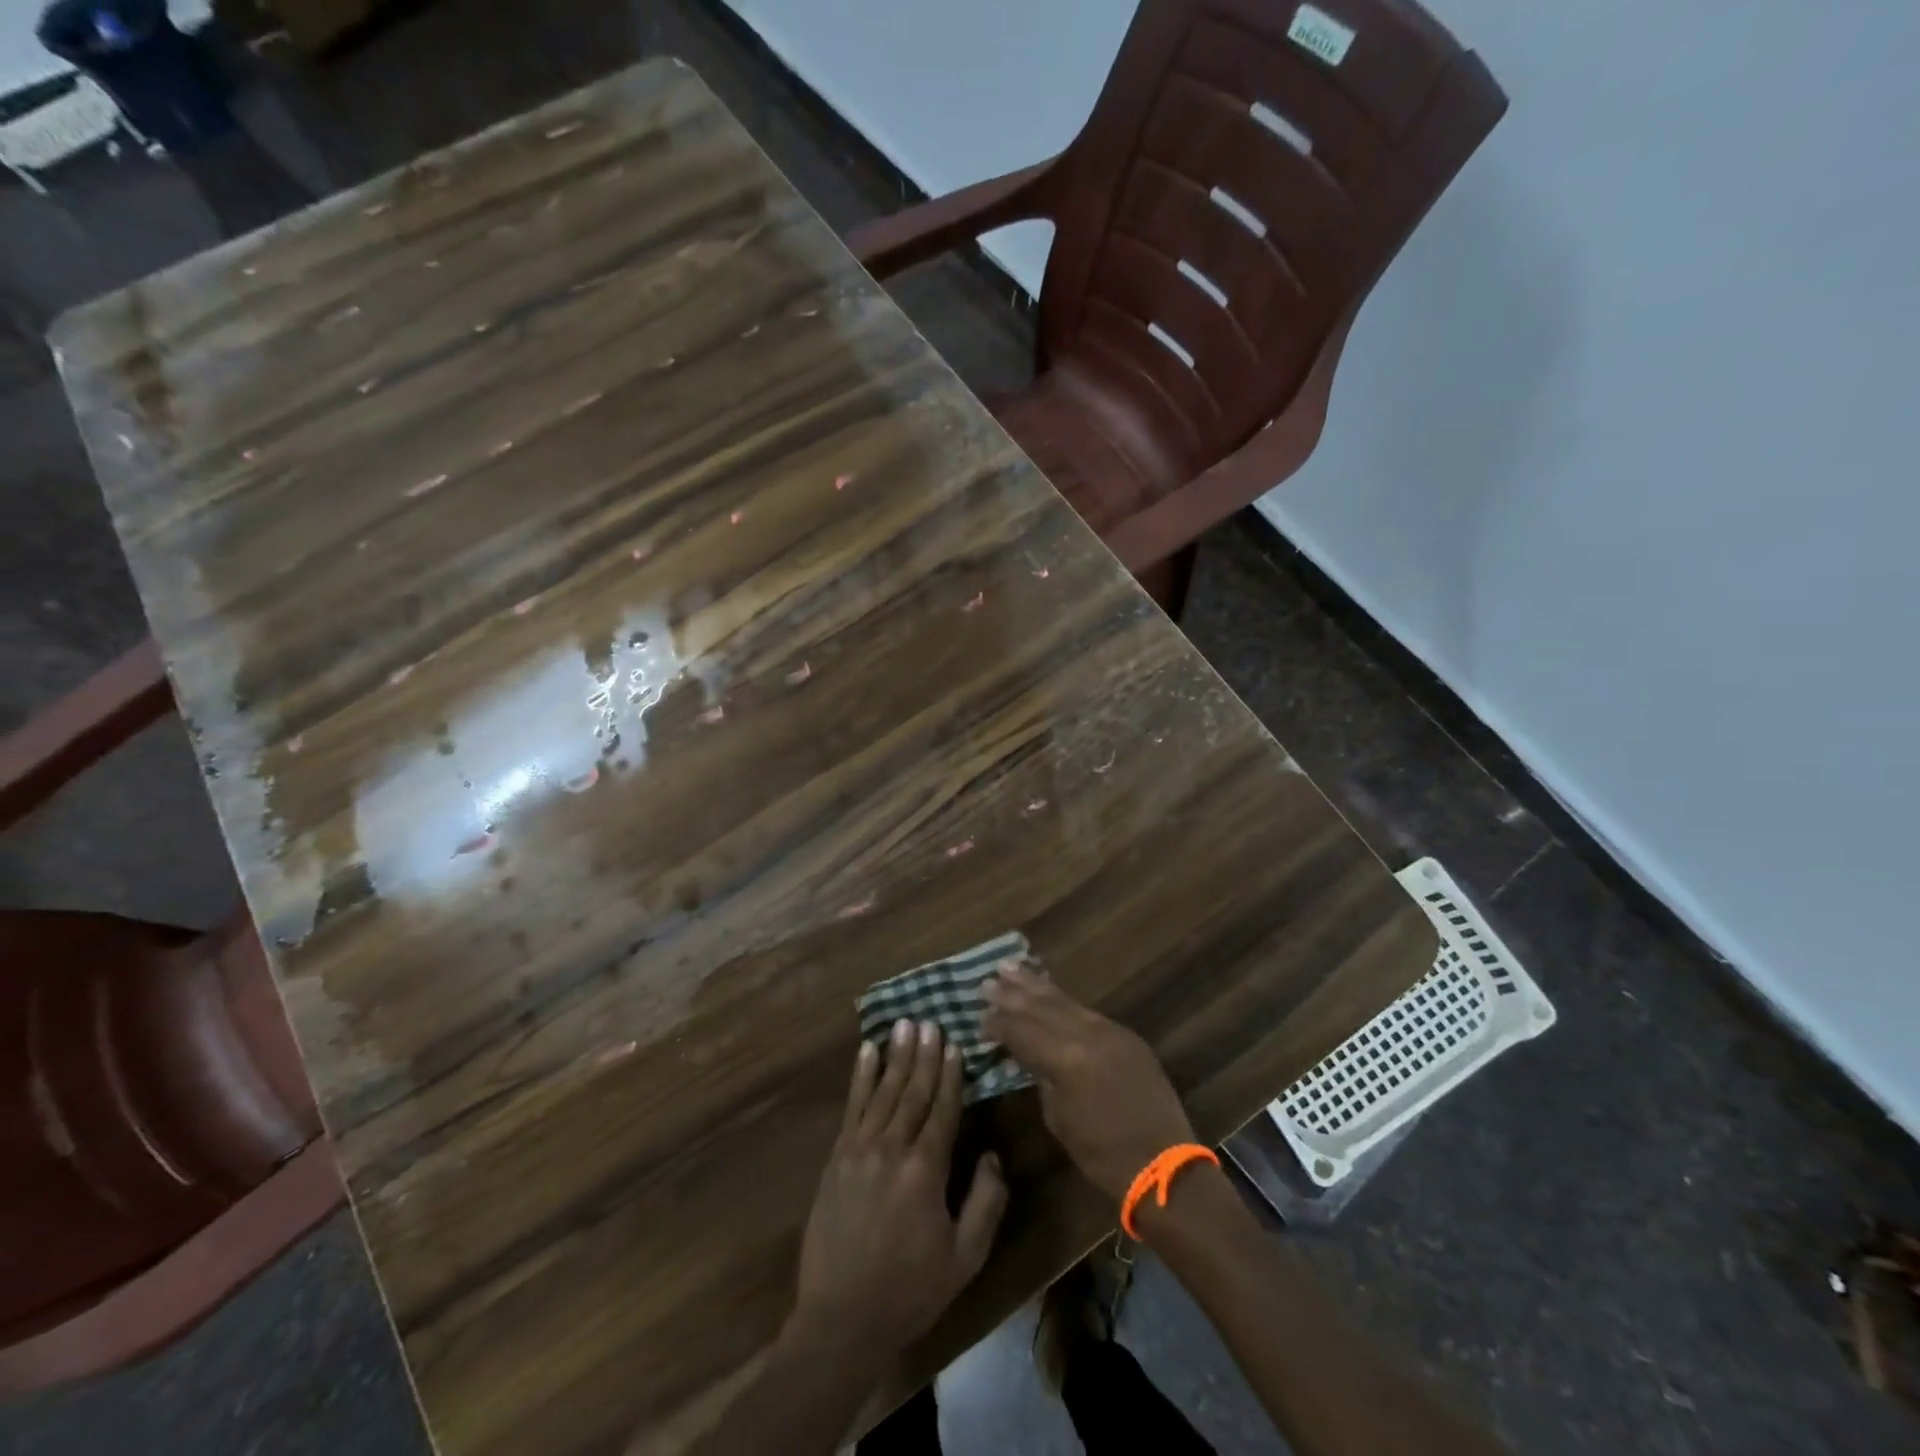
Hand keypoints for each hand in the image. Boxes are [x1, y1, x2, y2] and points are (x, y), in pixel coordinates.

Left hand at [791, 1019, 1007, 1357]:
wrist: (842, 1320)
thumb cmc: (911, 1290)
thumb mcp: (965, 1257)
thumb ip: (986, 1202)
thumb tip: (993, 1156)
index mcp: (926, 1169)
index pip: (943, 1109)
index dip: (951, 1075)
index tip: (955, 1043)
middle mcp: (893, 1148)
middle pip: (913, 1091)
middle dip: (924, 1054)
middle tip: (930, 1021)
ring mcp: (859, 1149)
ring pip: (883, 1091)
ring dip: (895, 1056)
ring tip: (904, 1024)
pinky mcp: (837, 1158)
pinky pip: (852, 1107)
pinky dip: (860, 1076)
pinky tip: (866, 1052)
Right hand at [982, 964, 1194, 1201]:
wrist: (1162, 1164)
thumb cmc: (1101, 1154)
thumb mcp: (1059, 1118)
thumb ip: (1041, 1076)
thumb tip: (1026, 1055)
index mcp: (1066, 1059)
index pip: (1022, 1031)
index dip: (998, 1024)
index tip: (979, 1017)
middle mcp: (1087, 1034)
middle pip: (1041, 1007)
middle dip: (1012, 994)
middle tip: (986, 982)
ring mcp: (1110, 1030)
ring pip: (1065, 1001)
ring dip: (1035, 985)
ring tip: (1011, 967)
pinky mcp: (1125, 1034)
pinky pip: (1086, 1010)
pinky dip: (1062, 999)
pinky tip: (1048, 990)